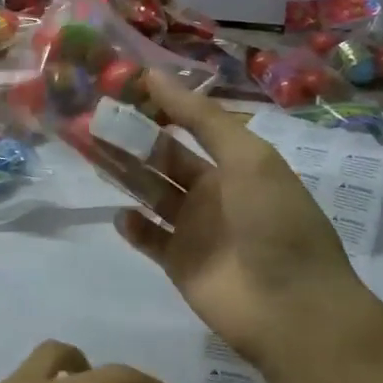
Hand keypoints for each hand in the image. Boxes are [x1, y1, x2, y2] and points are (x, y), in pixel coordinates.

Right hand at [115, 70, 366, 363]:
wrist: (291, 308)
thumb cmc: (275, 221)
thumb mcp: (247, 157)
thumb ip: (200, 118)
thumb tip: (154, 75)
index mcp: (234, 163)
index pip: (190, 127)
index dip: (160, 108)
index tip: (122, 89)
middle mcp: (212, 191)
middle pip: (164, 159)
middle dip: (133, 140)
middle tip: (94, 121)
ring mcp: (194, 229)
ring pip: (151, 193)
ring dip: (125, 174)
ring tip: (91, 154)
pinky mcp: (178, 263)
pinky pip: (149, 237)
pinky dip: (133, 225)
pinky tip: (120, 212)